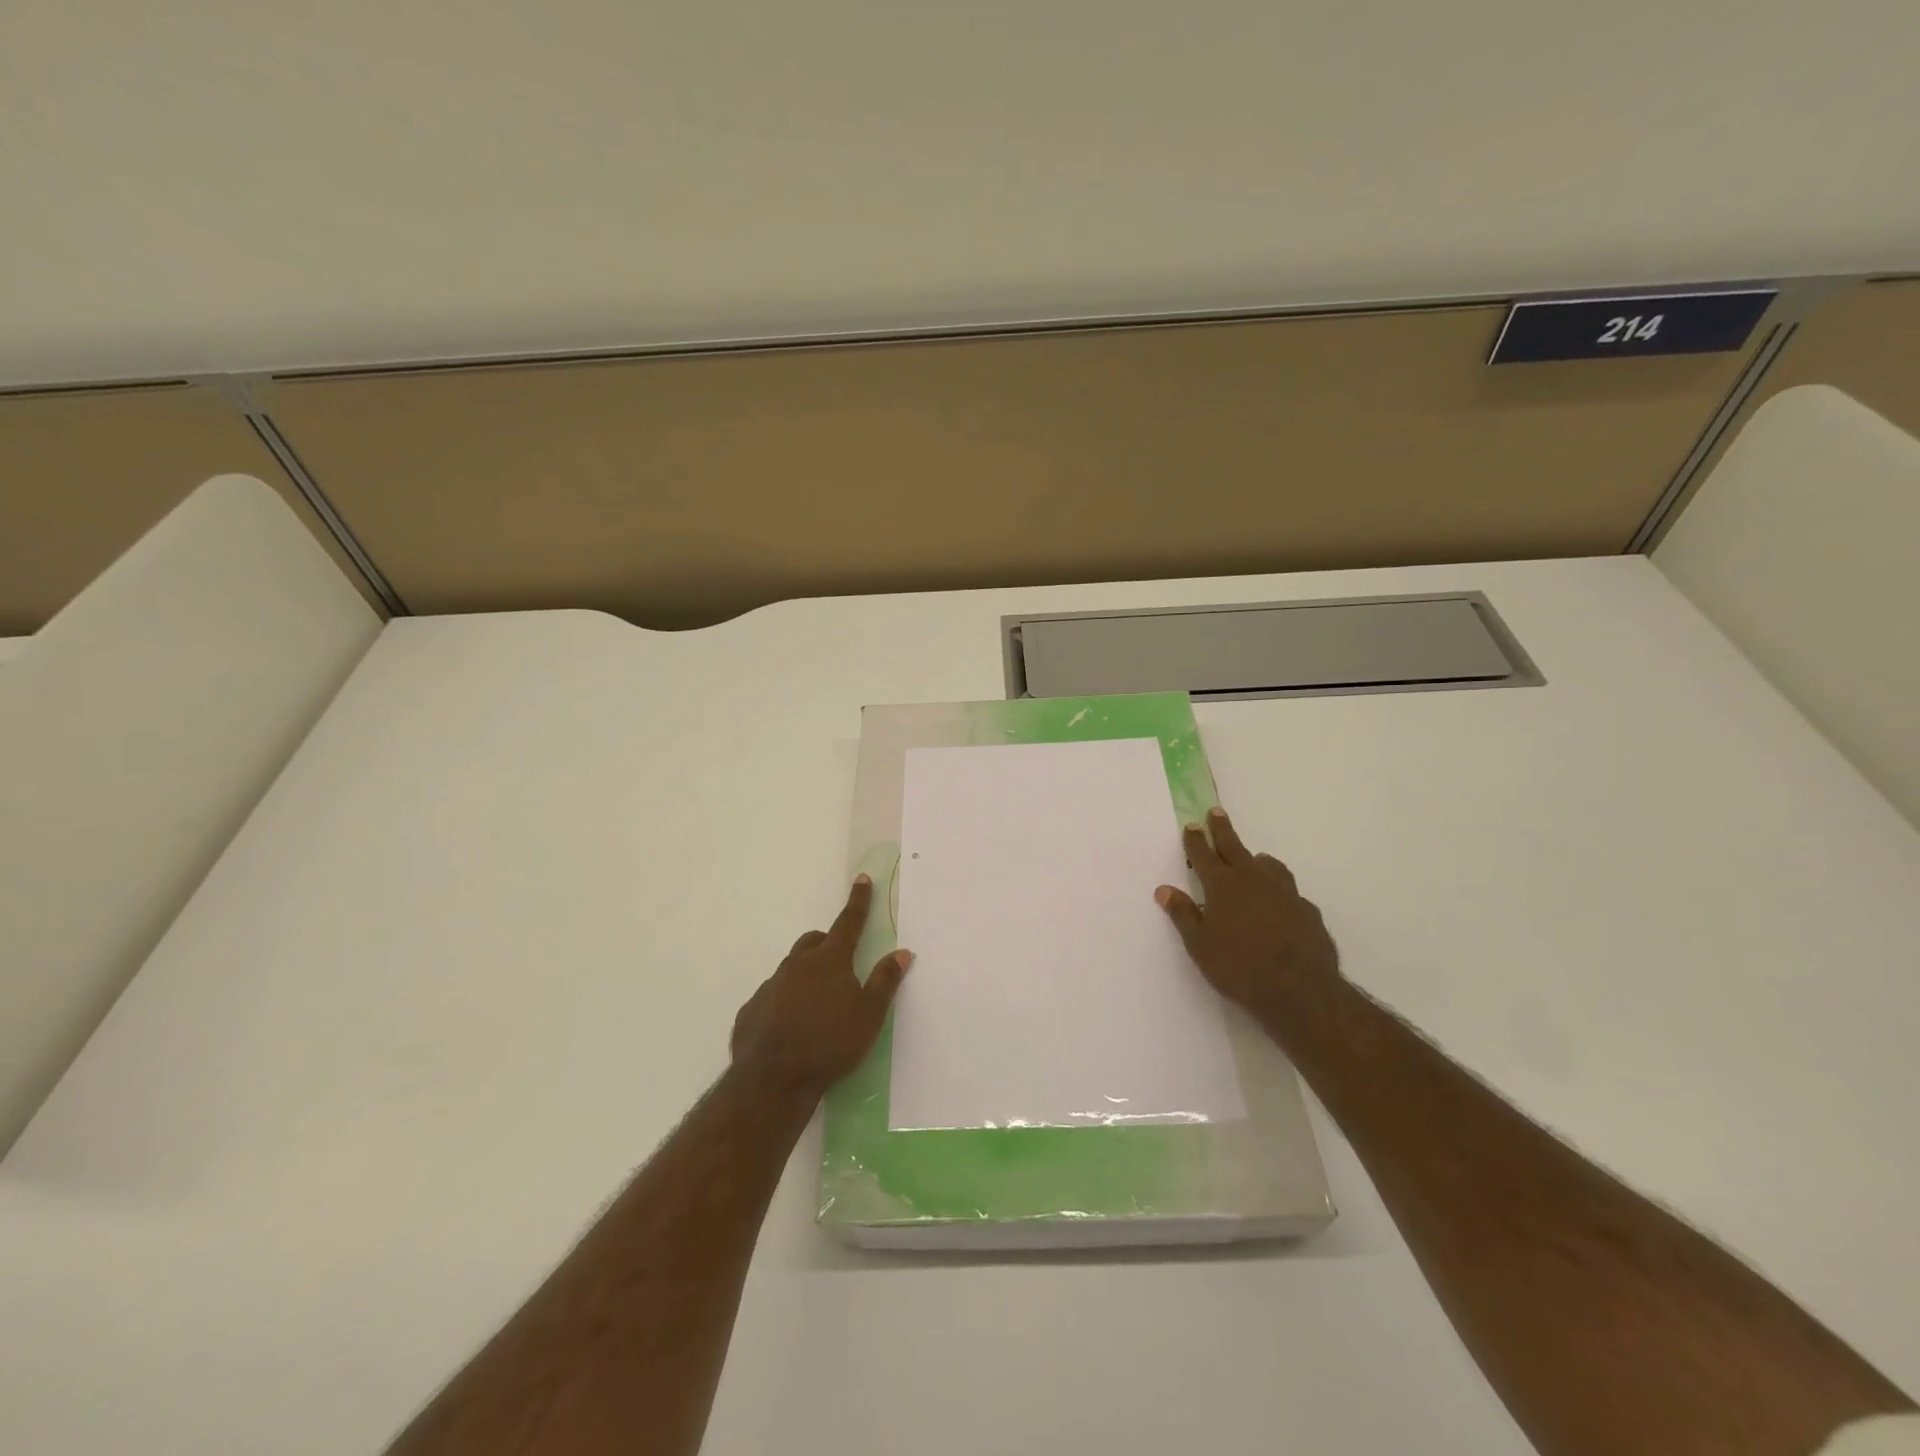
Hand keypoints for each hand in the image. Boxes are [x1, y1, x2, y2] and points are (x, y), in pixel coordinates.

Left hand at [730, 875, 912, 1095]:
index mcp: (830, 960)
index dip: (858, 901)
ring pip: (792, 969)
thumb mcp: (869, 1015)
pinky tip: (791, 1027)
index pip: (848, 922)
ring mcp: (771, 986)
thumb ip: (885, 981)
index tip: (861, 880)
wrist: (773, 1080)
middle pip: (814, 942)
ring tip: (817, 1006)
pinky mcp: (752, 1009)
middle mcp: (797, 965)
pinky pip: (772, 996)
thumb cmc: (831, 1044)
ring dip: (806, 975)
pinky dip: (785, 1001)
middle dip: (828, 943)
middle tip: (841, 965)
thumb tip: (902, 952)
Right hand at [1155, 807, 1341, 1024]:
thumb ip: (1182, 914)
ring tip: (1254, 859)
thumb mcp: (1199, 944)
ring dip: (1257, 859)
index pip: (1204, 855)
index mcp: (1222, 885)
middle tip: (1216, 812)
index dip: (1195, 840)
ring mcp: (1284, 892)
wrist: (1299, 989)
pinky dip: (1279, 890)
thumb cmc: (1238, 966)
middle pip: (1234, 847)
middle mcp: (1253, 880)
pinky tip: (1280, 903)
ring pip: (1268, 865)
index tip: (1192, 825)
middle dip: (1222, 829)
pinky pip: (1289, 891)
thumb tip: (1164, 889)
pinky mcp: (1307, 910)